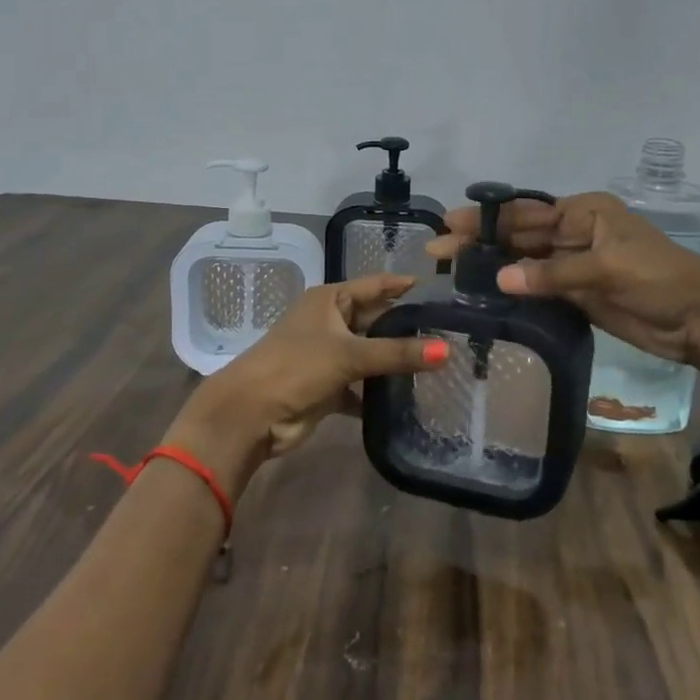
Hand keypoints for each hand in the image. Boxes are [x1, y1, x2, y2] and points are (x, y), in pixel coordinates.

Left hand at [170, 275, 448, 492]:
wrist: (250, 414)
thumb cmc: (296, 367)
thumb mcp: (349, 354)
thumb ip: (398, 353)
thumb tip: (448, 350)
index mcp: (329, 300)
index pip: (375, 286)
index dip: (403, 285)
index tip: (440, 289)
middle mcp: (329, 322)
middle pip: (375, 320)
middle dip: (406, 328)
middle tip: (450, 332)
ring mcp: (328, 356)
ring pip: (370, 354)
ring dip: (395, 362)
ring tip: (440, 365)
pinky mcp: (328, 387)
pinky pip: (362, 386)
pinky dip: (379, 393)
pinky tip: (409, 398)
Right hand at [425, 192, 699, 368]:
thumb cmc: (660, 280)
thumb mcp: (608, 269)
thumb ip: (554, 273)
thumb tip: (502, 278)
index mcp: (585, 212)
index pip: (526, 213)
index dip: (487, 219)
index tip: (450, 224)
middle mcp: (576, 232)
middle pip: (520, 236)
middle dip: (481, 242)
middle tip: (437, 250)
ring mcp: (576, 264)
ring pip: (526, 262)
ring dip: (493, 266)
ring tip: (452, 272)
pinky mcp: (578, 293)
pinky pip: (538, 288)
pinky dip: (514, 290)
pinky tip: (486, 294)